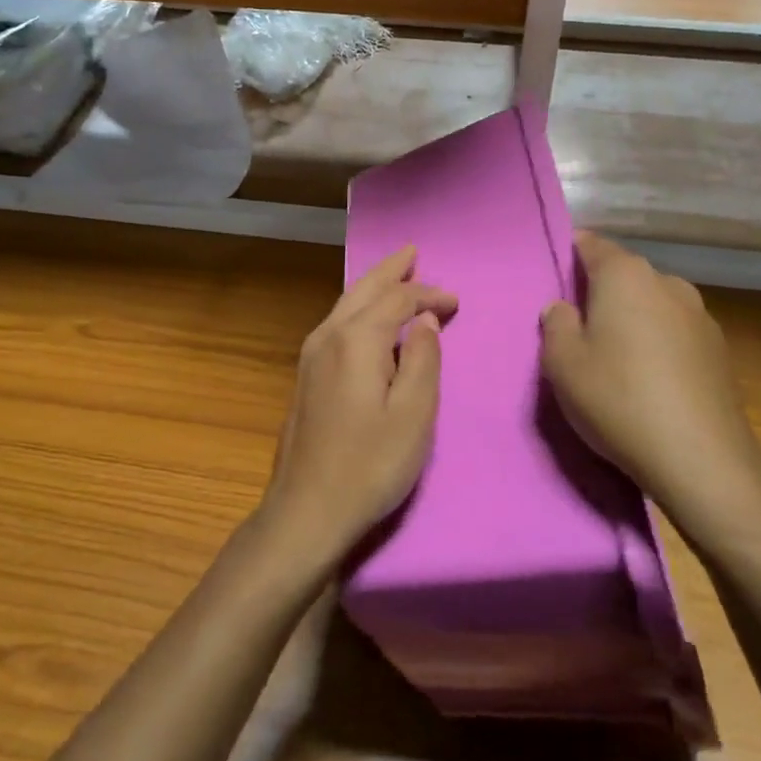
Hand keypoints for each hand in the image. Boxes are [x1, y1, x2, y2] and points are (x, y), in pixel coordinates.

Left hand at [261, 246, 456, 559]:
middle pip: (364, 289)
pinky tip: (367, 316)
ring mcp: (310, 354)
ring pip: (346, 303)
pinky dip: (359, 307)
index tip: (455, 302)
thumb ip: (422, 359)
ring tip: (394, 273)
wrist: (306, 509)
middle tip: (412, 251)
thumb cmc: (370, 465)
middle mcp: (328, 335)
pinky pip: (337, 322)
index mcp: (356, 339)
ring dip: (372, 285)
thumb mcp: (413, 414)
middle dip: (391, 270)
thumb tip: (425, 321)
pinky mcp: (305, 374)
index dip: (429, 295)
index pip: (397, 300)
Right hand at [542, 232, 760, 532]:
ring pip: (652, 303)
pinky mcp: (719, 349)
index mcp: (625, 275)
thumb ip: (556, 324)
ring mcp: (699, 315)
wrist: (701, 458)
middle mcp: (666, 282)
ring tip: (616, 357)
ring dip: (633, 319)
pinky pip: (675, 332)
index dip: (570, 254)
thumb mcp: (562, 363)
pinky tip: (650, 380)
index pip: (591, 244)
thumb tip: (563, 307)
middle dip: (601, 292)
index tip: (555, 277)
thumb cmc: (618, 398)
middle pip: (624, 274)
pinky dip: (659, 343)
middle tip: (578, 326)